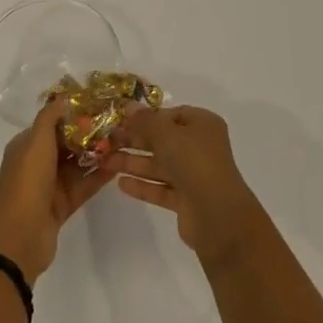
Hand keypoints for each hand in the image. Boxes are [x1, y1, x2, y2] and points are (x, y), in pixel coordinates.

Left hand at [0, 102, 112, 284]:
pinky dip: (98, 176)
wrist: (20, 237)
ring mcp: (50, 185)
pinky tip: (118, 166)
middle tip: (117, 124)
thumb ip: (50, 117)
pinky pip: (84, 185)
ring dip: (97, 154)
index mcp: (27, 146)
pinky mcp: (63, 205)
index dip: (73, 114)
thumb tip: (63, 97)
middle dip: (89, 134)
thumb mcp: (36, 142)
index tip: (99, 105)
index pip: (52, 123)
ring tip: (122, 142)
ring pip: (77, 164)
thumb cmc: (27, 182)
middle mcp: (37, 163)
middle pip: (67, 143)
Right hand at [101, 106, 268, 268]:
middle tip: (106, 141)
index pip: (170, 115)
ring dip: (133, 163)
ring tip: (105, 162)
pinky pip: (160, 187)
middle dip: (134, 140)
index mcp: (202, 125)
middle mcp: (199, 147)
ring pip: (159, 165)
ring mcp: (193, 174)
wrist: (217, 215)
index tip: (120, 120)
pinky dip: (142, 185)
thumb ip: (144, 121)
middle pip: (162, 140)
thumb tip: (127, 106)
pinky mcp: (186, 200)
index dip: (146, 117)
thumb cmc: (194, 162)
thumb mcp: (166, 133)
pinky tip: (120, 184)